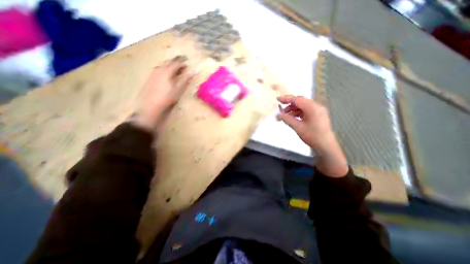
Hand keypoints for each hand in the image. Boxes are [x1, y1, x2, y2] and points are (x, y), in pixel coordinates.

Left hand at [132, 58, 192, 131]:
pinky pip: (158, 70)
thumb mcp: (178, 90)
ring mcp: (153, 73)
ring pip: (162, 66)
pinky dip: (163, 70)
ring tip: (174, 72)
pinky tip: (165, 76)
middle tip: (181, 68)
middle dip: (175, 64)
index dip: (182, 64)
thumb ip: (185, 80)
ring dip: (169, 67)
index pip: (176, 64)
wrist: (151, 105)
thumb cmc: (167, 98)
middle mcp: (159, 70)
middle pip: (168, 63)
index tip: (187, 66)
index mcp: (167, 71)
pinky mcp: (149, 78)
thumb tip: (193, 73)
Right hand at [276, 95, 348, 177]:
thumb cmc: (312, 136)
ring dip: (293, 109)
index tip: (277, 99)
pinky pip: (306, 110)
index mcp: (312, 107)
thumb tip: (278, 115)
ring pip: (303, 106)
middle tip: (280, 108)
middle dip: (289, 104)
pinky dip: (298, 113)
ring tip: (285, 116)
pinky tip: (292, 118)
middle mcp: (316, 106)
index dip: (286, 99)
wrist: (325, 146)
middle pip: (300, 101)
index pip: (297, 99)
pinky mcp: (318, 115)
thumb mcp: (298, 127)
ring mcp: (318, 110)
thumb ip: (287, 119)